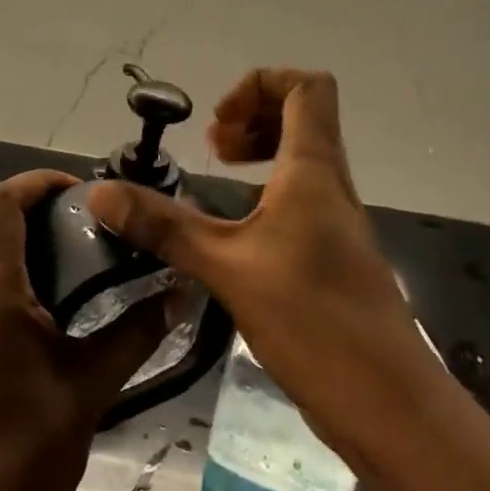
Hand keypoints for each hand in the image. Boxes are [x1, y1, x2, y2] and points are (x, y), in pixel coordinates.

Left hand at [0, 169, 171, 490]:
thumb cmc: (28, 454)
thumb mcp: (91, 385)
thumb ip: (137, 330)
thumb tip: (184, 291)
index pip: (1, 203)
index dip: (40, 183)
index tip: (85, 190)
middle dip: (31, 202)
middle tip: (86, 217)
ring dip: (16, 231)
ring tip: (73, 247)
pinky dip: (4, 261)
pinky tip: (47, 292)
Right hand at [86, 69, 418, 472]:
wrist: (390, 405)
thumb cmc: (313, 321)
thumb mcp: (227, 267)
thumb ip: (164, 227)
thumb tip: (99, 193)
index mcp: (314, 170)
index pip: (306, 87)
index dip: (260, 84)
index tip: (217, 126)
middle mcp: (331, 185)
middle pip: (303, 116)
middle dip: (252, 117)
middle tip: (213, 149)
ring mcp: (337, 222)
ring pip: (302, 159)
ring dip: (259, 155)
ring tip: (218, 179)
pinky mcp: (333, 257)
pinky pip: (300, 199)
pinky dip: (266, 194)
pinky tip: (235, 233)